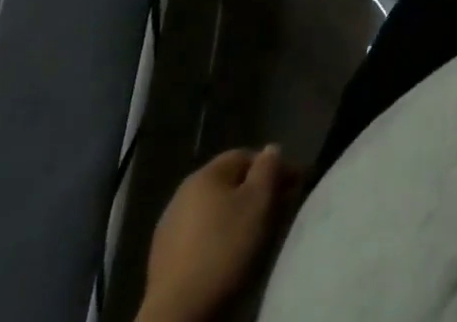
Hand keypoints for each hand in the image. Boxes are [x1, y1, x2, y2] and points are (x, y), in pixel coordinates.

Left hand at [138, 145, 299, 321]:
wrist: (177, 314)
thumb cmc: (224, 248)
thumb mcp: (259, 201)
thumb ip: (269, 168)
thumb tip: (271, 150)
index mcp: (205, 173)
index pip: (246, 156)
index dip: (273, 167)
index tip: (294, 186)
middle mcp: (183, 193)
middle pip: (229, 184)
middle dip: (256, 193)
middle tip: (279, 210)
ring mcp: (169, 227)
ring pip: (214, 211)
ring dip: (236, 216)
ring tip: (256, 235)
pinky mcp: (162, 260)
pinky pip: (200, 236)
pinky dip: (218, 238)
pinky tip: (228, 255)